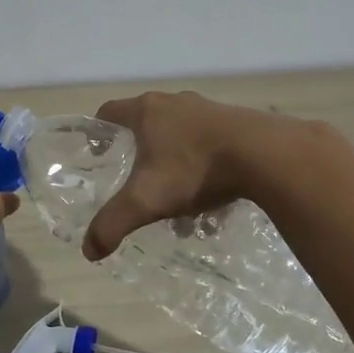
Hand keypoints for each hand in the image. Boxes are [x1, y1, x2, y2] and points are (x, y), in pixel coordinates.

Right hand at [81, 91, 286, 260]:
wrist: (265, 155)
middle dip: (139, 150)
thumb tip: (88, 250)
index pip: (109, 111)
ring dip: (173, 157)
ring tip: (176, 192)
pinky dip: (202, 160)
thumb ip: (112, 223)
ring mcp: (208, 108)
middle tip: (136, 179)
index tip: (97, 154)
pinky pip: (209, 140)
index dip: (98, 131)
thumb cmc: (194, 169)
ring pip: (179, 132)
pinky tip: (210, 190)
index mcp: (147, 111)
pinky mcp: (237, 120)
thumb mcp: (146, 201)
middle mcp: (175, 102)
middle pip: (146, 121)